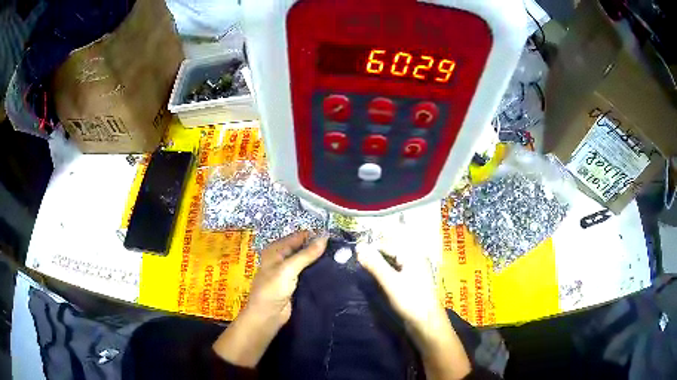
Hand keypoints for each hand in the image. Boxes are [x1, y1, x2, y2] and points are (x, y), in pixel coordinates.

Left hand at [213, 231, 328, 367]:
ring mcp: (289, 272)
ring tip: (341, 257)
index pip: (298, 237)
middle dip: (318, 248)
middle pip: (302, 249)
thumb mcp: (288, 269)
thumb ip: (307, 254)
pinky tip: (332, 271)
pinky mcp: (295, 284)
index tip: (334, 236)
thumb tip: (325, 237)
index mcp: (276, 250)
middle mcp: (282, 258)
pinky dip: (317, 272)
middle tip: (340, 248)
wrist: (267, 315)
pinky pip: (308, 274)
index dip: (314, 236)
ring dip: (319, 260)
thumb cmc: (273, 289)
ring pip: (306, 262)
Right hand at [356, 241, 439, 327]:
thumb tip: (359, 247)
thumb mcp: (390, 281)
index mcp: (412, 254)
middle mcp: (415, 257)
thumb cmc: (410, 299)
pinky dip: (386, 269)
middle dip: (375, 253)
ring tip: (366, 267)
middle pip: (391, 249)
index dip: (371, 247)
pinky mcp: (413, 279)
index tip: (355, 254)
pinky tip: (379, 275)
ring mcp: (415, 268)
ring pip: (394, 259)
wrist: (426, 321)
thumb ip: (375, 264)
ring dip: (380, 261)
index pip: (387, 243)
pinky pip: (397, 268)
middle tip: (359, 261)